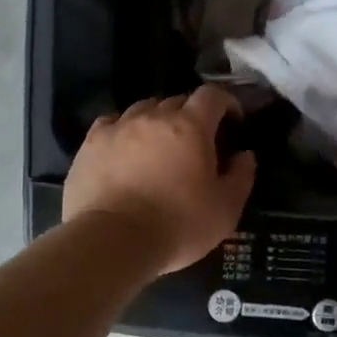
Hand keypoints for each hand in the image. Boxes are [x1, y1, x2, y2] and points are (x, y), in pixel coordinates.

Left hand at [63, 86, 256, 274]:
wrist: (112, 241)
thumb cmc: (177, 225)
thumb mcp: (225, 210)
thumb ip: (241, 177)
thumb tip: (244, 155)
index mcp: (191, 126)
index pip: (212, 95)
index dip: (226, 102)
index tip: (232, 120)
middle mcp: (154, 116)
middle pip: (177, 100)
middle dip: (192, 115)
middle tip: (196, 142)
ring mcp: (119, 126)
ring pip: (144, 109)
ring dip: (157, 120)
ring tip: (159, 145)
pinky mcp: (91, 143)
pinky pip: (113, 123)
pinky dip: (125, 130)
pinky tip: (125, 148)